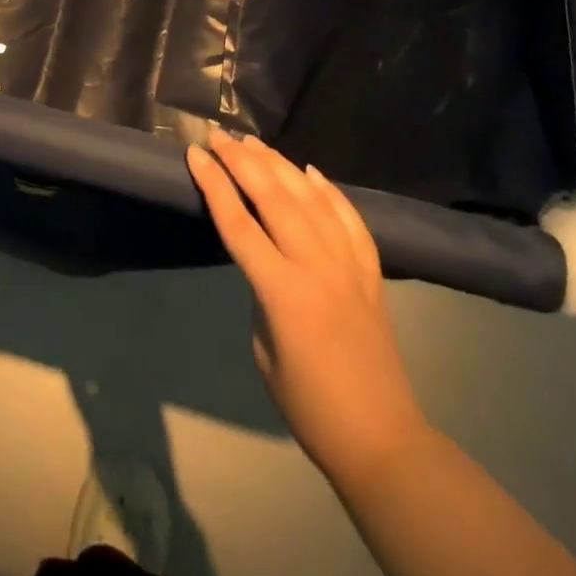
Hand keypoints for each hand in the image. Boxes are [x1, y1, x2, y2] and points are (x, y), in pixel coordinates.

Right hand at [187, 128, 429, 483]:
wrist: (381, 439)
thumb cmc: (309, 405)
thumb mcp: (264, 350)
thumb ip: (260, 293)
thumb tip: (264, 258)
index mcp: (282, 292)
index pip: (238, 224)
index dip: (213, 185)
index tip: (194, 154)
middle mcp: (316, 267)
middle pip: (274, 198)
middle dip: (242, 161)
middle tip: (218, 136)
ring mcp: (349, 266)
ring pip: (310, 198)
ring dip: (279, 165)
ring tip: (253, 142)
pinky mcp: (371, 272)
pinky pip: (349, 218)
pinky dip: (328, 190)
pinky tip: (310, 170)